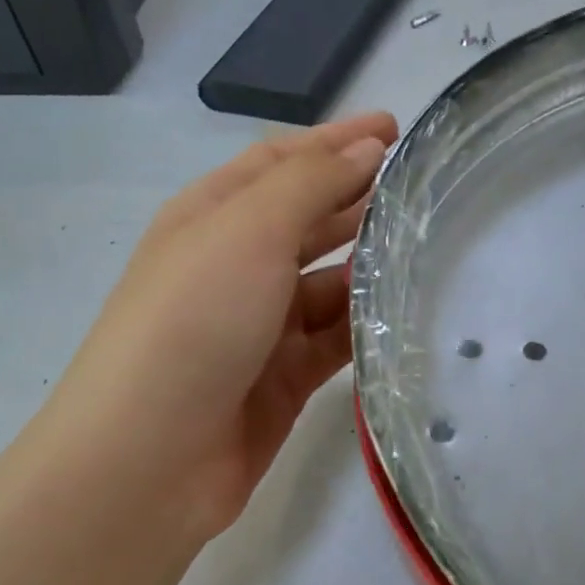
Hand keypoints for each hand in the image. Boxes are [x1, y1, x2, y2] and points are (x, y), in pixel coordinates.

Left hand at [39, 112, 398, 544]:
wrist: (152, 455)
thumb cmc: (193, 322)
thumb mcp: (248, 232)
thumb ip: (310, 185)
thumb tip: (366, 148)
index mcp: (212, 216)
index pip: (281, 163)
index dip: (335, 141)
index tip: (395, 129)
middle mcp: (235, 266)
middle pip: (307, 221)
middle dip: (359, 202)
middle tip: (426, 192)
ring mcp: (260, 327)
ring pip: (327, 286)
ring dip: (370, 269)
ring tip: (432, 253)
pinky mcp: (285, 380)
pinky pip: (335, 342)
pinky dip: (365, 328)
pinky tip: (406, 316)